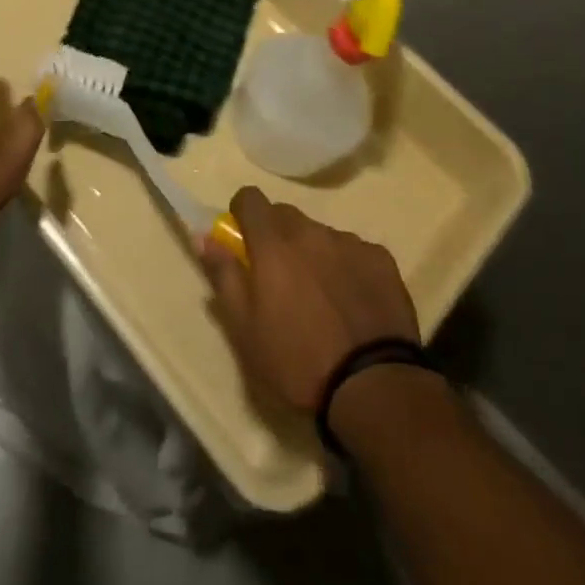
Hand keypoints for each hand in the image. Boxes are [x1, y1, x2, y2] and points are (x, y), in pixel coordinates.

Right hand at [198, 187, 420, 412]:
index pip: (250, 198)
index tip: (243, 239)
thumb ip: (224, 276)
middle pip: (286, 216)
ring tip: (321, 298)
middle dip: (277, 237)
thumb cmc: (298, 362)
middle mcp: (311, 231)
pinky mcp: (381, 259)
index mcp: (273, 243)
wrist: (373, 386)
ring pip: (321, 235)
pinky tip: (353, 303)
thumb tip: (203, 237)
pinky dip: (347, 267)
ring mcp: (349, 242)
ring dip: (313, 253)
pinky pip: (354, 251)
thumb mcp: (245, 330)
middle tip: (280, 279)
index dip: (243, 213)